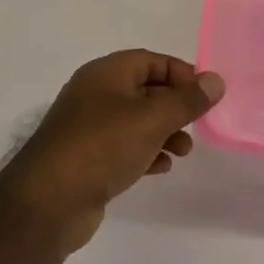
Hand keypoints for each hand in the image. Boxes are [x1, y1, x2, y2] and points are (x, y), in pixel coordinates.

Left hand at [0, 50, 224, 252]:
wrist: (48, 202)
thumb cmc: (102, 147)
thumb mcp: (152, 119)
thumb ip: (187, 100)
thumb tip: (216, 80)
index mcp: (106, 74)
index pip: (151, 60)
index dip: (181, 73)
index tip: (206, 95)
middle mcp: (95, 94)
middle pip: (146, 90)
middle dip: (175, 106)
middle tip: (198, 125)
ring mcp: (88, 128)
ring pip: (137, 121)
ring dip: (165, 132)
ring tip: (183, 152)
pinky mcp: (86, 158)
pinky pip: (124, 146)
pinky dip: (146, 152)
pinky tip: (160, 167)